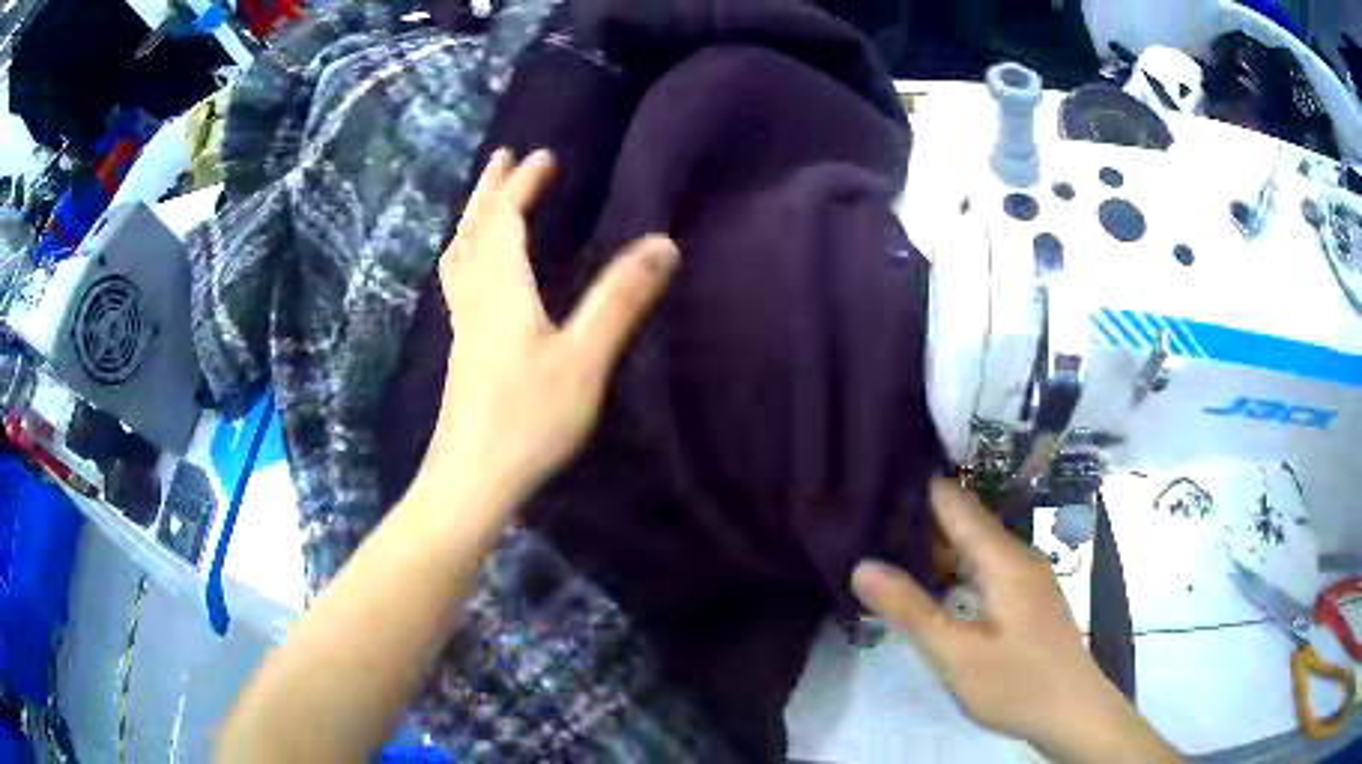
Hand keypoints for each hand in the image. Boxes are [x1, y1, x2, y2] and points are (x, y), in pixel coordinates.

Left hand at [426, 148, 678, 504]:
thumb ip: (620, 300)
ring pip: (459, 258)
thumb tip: (664, 243)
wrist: (470, 480)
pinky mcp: (462, 353)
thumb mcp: (583, 360)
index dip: (522, 184)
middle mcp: (474, 300)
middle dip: (489, 191)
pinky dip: (468, 256)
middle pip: (473, 232)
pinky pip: (459, 283)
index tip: (544, 156)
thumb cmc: (527, 420)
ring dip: (474, 220)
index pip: (504, 220)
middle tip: (502, 159)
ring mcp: (462, 328)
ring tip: (486, 203)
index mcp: (500, 290)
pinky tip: (478, 273)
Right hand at [852, 480, 1179, 762]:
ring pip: (974, 547)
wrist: (1072, 712)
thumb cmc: (1016, 684)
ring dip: (935, 549)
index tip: (869, 492)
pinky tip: (931, 590)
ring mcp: (1027, 576)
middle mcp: (1018, 556)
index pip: (954, 503)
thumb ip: (910, 610)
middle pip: (964, 522)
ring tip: (887, 558)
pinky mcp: (1028, 596)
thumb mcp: (956, 655)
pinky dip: (954, 570)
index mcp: (1003, 559)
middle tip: (865, 531)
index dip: (914, 492)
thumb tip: (863, 566)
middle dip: (918, 523)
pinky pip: (986, 567)